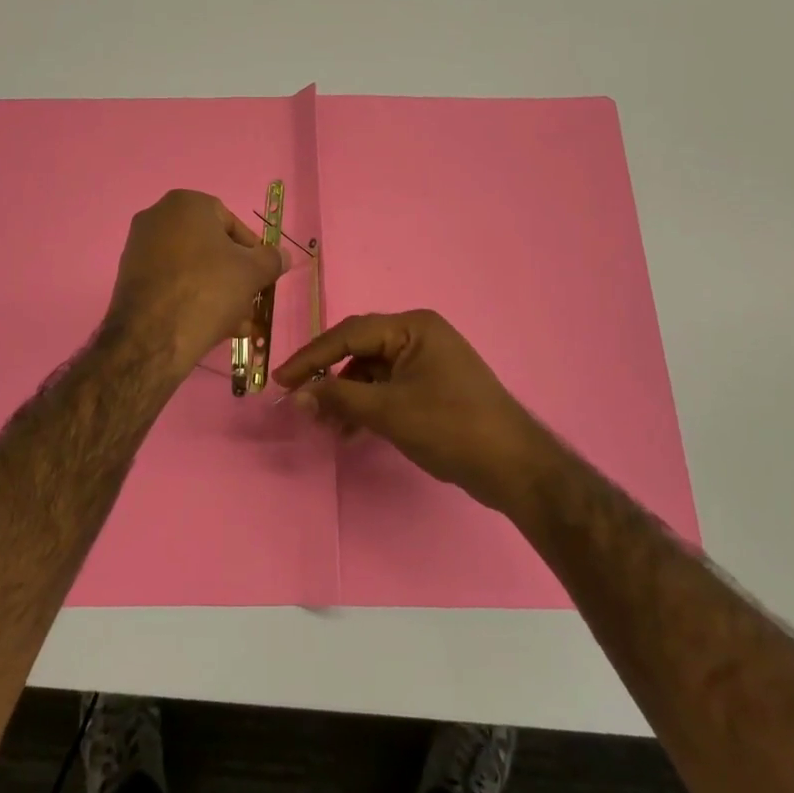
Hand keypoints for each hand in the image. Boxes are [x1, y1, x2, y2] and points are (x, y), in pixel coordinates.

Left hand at [105, 190, 285, 374]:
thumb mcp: (252, 273)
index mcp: (186, 203)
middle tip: (250, 303)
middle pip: (211, 248)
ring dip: (218, 292)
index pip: (231, 223)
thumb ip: (272, 259)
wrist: (153, 337)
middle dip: (234, 277)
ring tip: (237, 324)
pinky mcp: (129, 278)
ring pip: (192, 268)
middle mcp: (157, 217)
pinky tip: (211, 327)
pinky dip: (192, 298)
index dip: (252, 252)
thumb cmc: (208, 290)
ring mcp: (139, 248)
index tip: (262, 277)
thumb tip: (283, 256)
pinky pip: (172, 283)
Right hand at [272, 310, 566, 515]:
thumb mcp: (388, 411)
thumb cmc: (450, 427)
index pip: (349, 334)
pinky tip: (351, 431)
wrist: (513, 465)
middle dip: (330, 379)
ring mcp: (428, 362)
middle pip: (360, 350)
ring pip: (372, 372)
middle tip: (301, 404)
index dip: (311, 357)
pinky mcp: (432, 387)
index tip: (280, 380)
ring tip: (327, 427)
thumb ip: (339, 398)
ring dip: (347, 397)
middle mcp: (419, 336)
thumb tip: (297, 394)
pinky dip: (368, 406)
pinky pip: (389, 388)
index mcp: (413, 327)